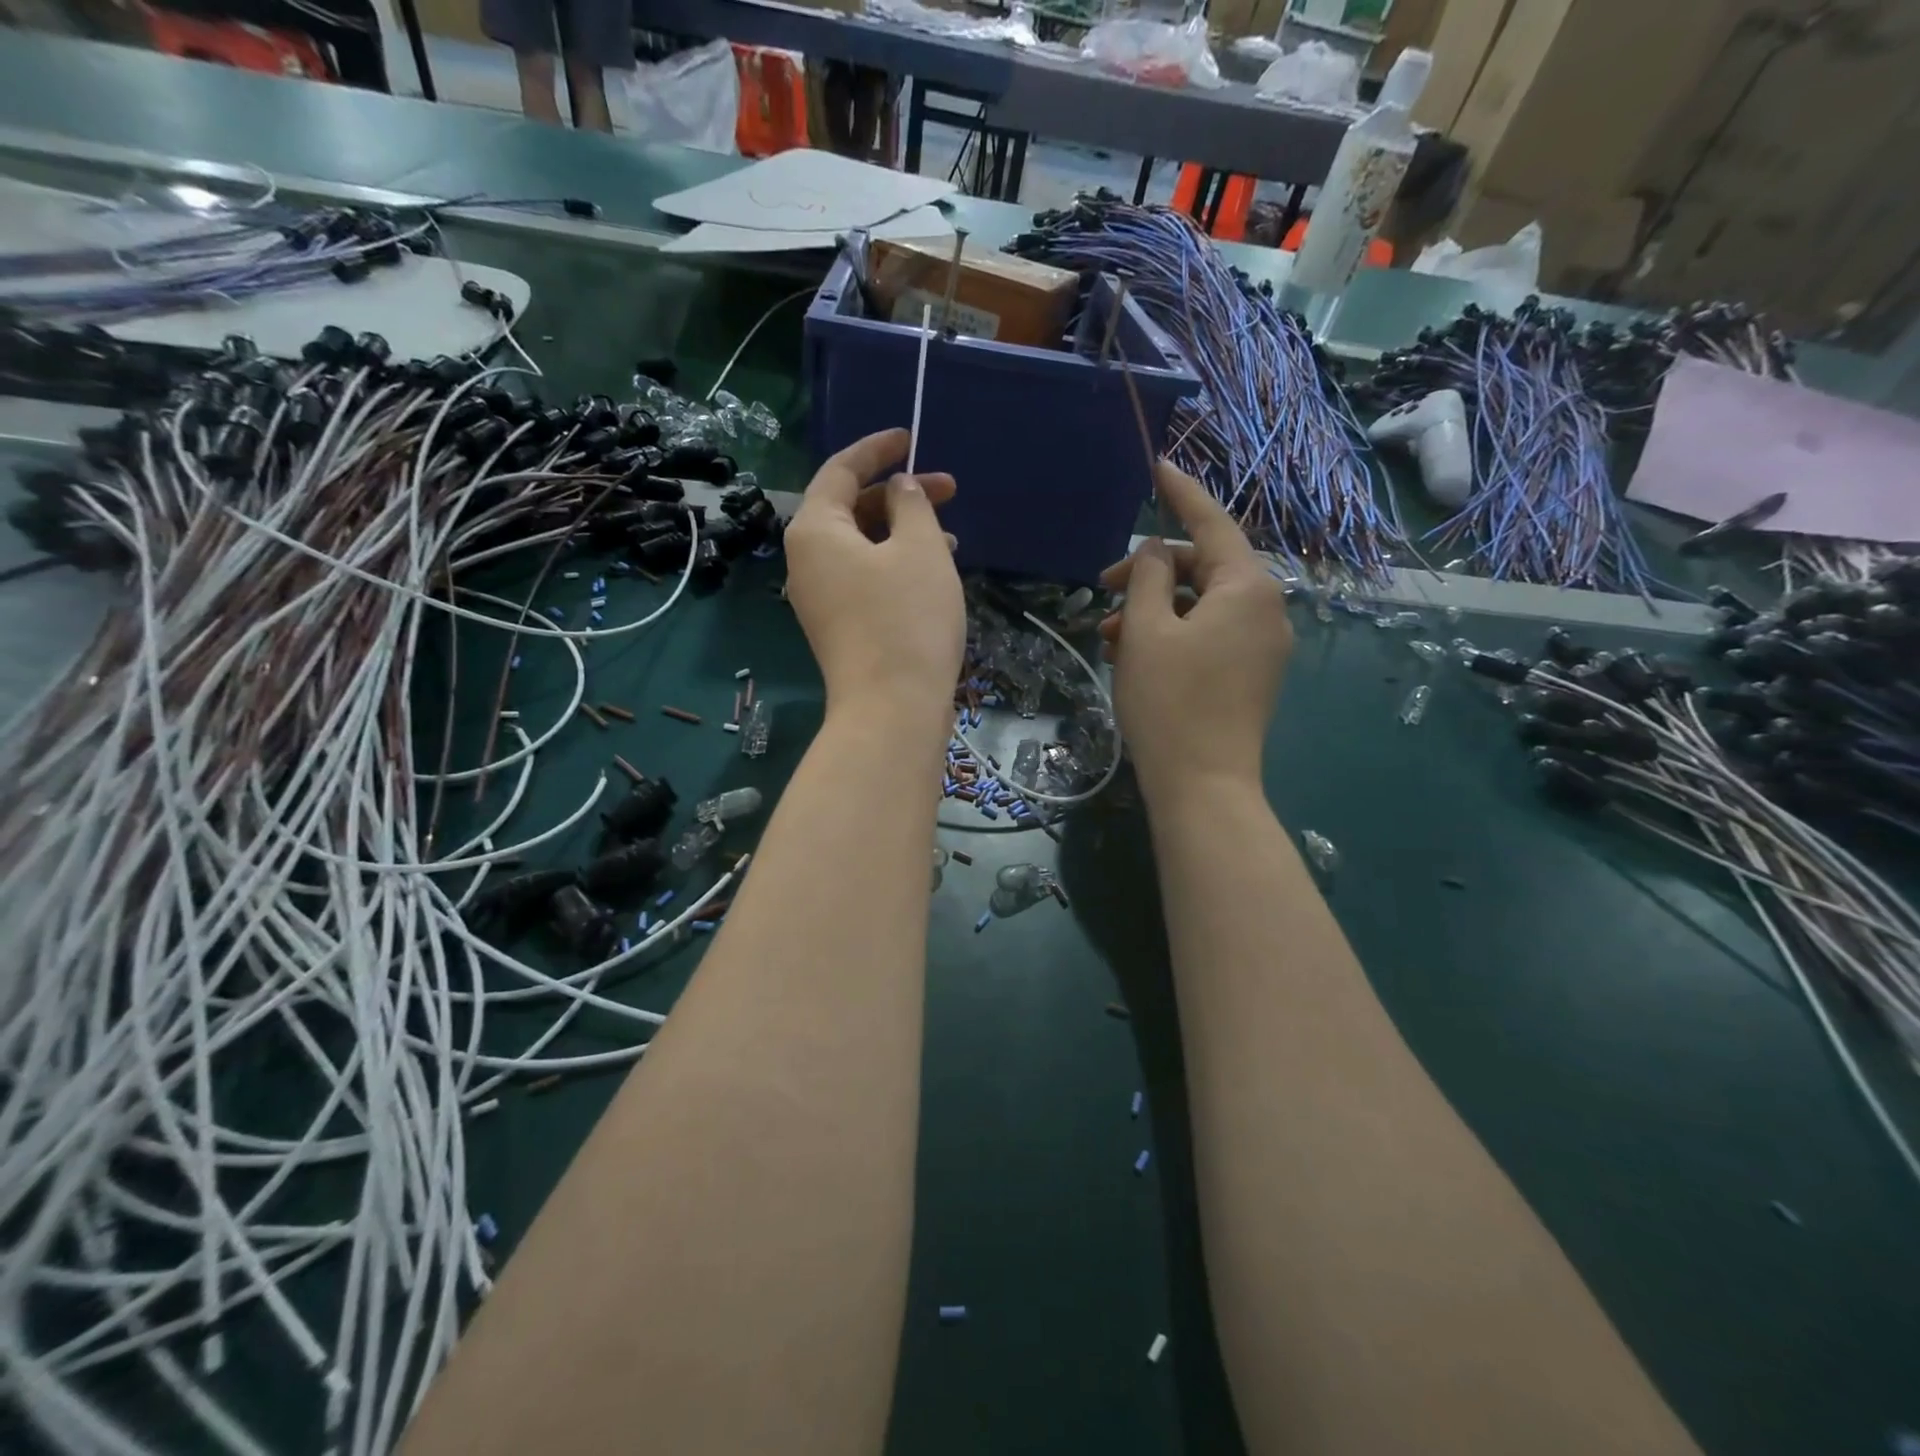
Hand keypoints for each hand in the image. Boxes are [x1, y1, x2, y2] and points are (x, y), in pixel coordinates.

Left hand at [784, 428, 964, 734]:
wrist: (892, 708)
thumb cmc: (907, 619)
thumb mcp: (919, 549)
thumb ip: (911, 504)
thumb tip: (899, 489)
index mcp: (815, 530)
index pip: (840, 470)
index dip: (877, 448)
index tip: (911, 438)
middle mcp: (806, 560)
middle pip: (850, 508)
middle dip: (899, 495)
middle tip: (949, 490)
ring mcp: (819, 597)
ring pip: (861, 546)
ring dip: (903, 532)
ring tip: (950, 537)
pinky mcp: (838, 626)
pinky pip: (864, 577)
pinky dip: (895, 565)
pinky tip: (932, 573)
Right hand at [1099, 461, 1290, 801]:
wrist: (1203, 786)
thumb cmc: (1170, 703)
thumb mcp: (1146, 631)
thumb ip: (1149, 576)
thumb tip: (1157, 551)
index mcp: (1247, 587)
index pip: (1211, 523)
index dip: (1180, 493)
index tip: (1156, 466)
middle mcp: (1266, 608)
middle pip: (1204, 568)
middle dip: (1152, 574)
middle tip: (1103, 588)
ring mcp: (1262, 644)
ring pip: (1202, 605)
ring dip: (1155, 610)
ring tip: (1108, 636)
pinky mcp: (1251, 674)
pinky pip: (1210, 635)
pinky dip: (1173, 636)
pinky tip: (1133, 657)